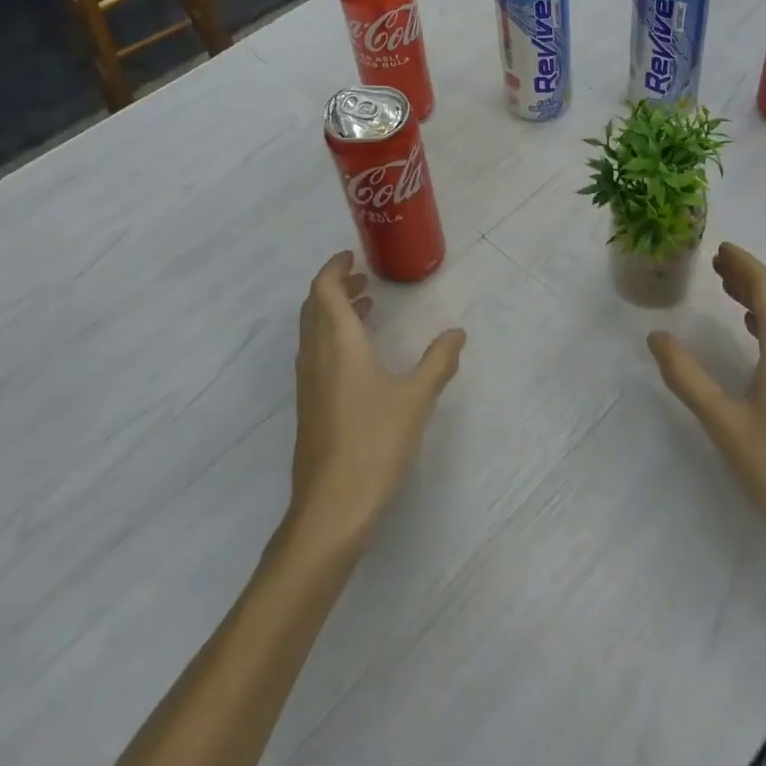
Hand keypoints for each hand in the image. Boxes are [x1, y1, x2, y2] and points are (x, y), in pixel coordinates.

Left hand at [286, 252, 464, 556]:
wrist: (330, 509)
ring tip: (367, 307)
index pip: (323, 290)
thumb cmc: (374, 444)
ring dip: (334, 311)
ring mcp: (308, 382)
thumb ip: (438, 362)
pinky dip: (333, 337)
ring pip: (313, 331)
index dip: (334, 268)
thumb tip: (457, 333)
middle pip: (314, 306)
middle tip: (363, 278)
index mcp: (337, 343)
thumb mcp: (415, 400)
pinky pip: (315, 353)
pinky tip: (360, 356)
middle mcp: (315, 355)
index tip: (352, 256)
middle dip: (335, 286)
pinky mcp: (309, 405)